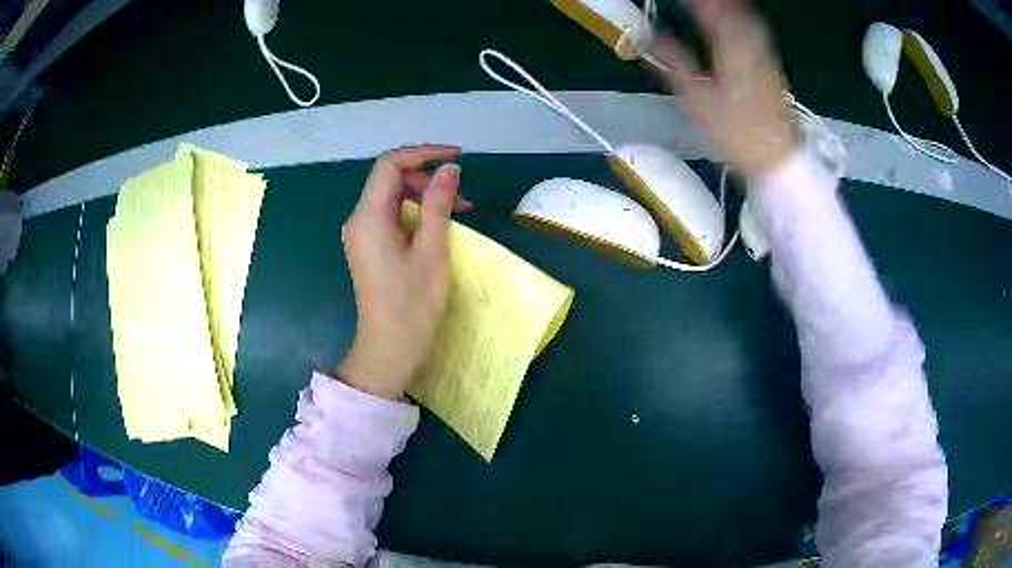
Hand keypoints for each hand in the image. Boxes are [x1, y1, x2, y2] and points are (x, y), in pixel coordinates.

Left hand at [334, 145, 468, 400]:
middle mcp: (358, 219)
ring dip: (424, 195)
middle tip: (462, 194)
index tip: (457, 158)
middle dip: (426, 177)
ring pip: (391, 197)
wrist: (389, 348)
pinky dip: (415, 212)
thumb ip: (439, 204)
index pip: (390, 164)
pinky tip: (438, 225)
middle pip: (389, 178)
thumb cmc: (413, 304)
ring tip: (459, 210)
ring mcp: (361, 234)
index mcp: (369, 216)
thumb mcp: (432, 250)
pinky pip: (390, 215)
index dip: (423, 153)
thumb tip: (450, 169)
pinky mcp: (368, 247)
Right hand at [649, 0, 797, 177]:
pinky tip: (739, 23)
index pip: (710, 14)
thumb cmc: (735, 133)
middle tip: (700, 0)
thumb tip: (652, 40)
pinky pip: (758, 35)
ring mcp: (766, 59)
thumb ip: (674, 65)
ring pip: (749, 21)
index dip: (696, 2)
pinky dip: (746, 22)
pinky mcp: (774, 69)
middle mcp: (751, 49)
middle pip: (734, 13)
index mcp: (730, 53)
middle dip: (716, 3)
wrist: (776, 158)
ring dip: (733, 9)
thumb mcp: (697, 102)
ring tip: (717, 4)